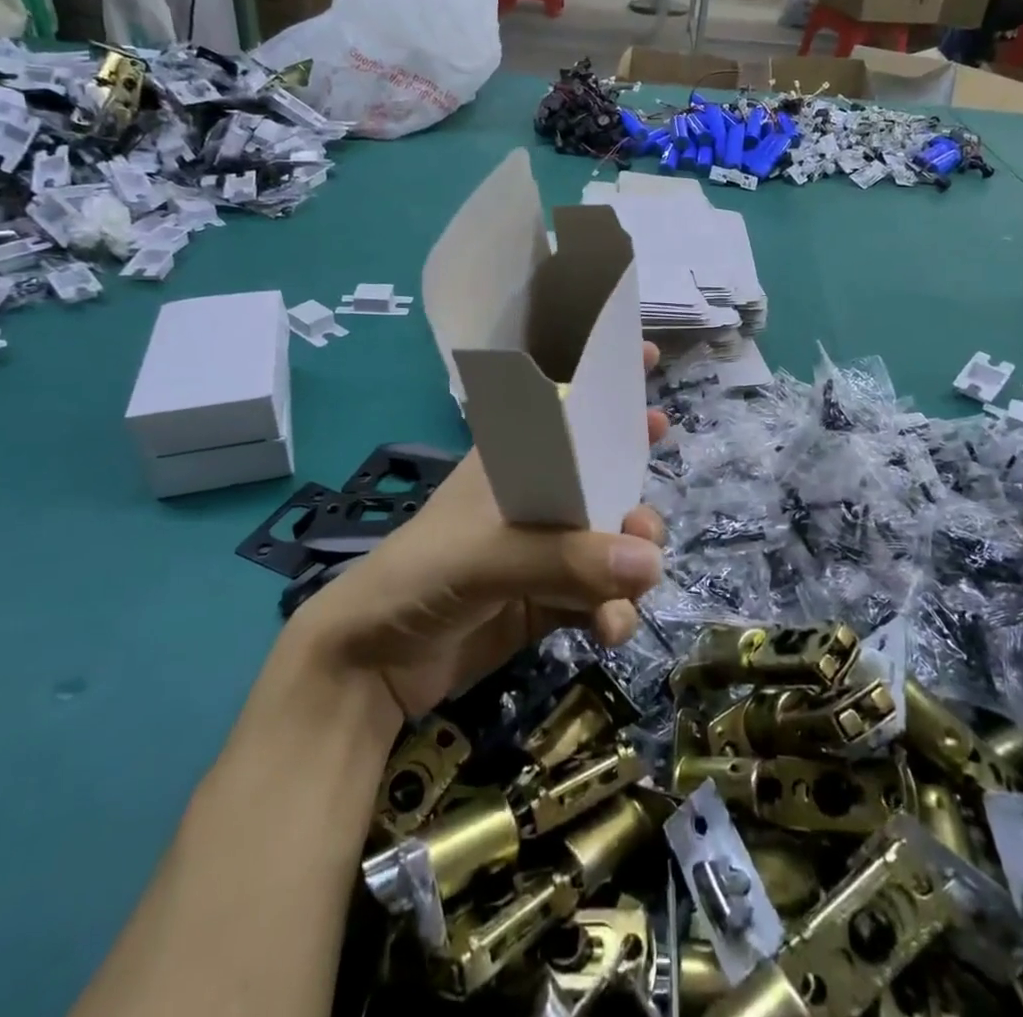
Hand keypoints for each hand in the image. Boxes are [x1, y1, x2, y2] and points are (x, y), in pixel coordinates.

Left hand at [283, 344, 670, 719]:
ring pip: (610, 542)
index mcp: (514, 463)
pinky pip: (601, 596)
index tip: (652, 357)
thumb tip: (651, 560)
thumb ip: (567, 559)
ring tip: (635, 586)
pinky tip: (610, 629)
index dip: (607, 384)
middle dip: (635, 495)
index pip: (566, 409)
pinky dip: (614, 610)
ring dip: (632, 563)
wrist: (370, 665)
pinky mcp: (548, 602)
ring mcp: (543, 552)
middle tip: (647, 522)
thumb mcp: (485, 556)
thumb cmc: (418, 577)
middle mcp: (534, 500)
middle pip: (603, 479)